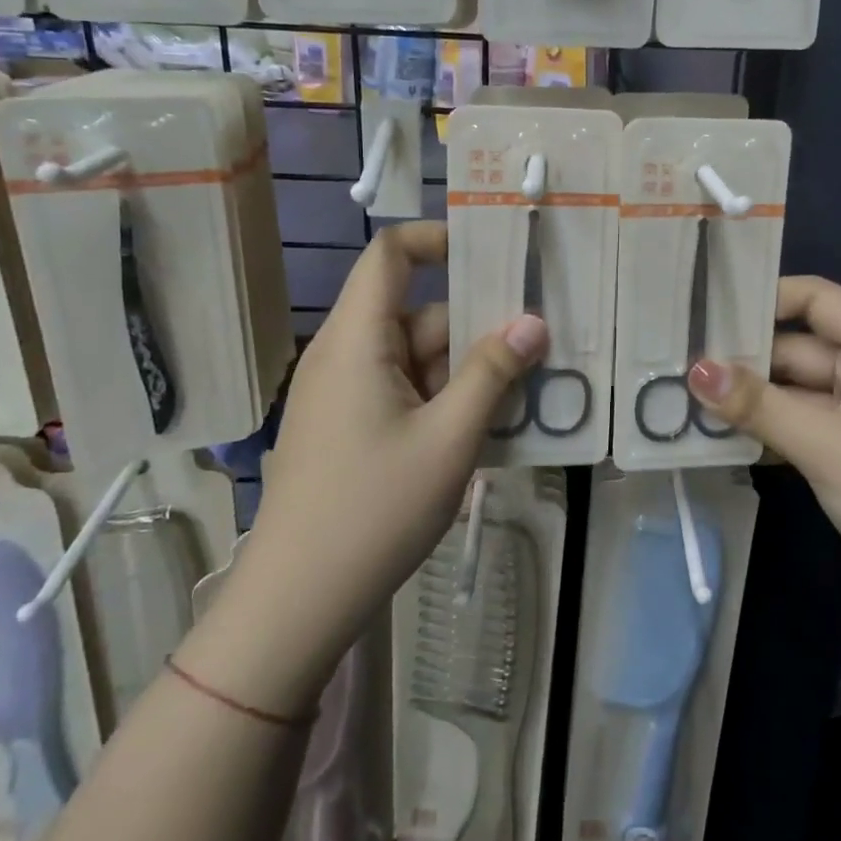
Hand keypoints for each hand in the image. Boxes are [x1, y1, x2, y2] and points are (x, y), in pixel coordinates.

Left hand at [195, 222, 545, 710]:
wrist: (299, 601)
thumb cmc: (375, 509)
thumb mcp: (450, 438)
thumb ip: (494, 373)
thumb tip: (533, 322)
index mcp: (357, 340)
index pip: (391, 255)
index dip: (438, 239)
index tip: (494, 253)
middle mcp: (346, 355)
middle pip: (418, 313)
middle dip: (477, 325)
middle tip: (541, 341)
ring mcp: (345, 395)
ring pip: (417, 358)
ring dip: (467, 370)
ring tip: (528, 391)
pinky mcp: (350, 428)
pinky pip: (405, 392)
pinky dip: (445, 399)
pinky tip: (487, 428)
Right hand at [687, 275, 840, 618]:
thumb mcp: (827, 446)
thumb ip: (759, 405)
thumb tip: (695, 369)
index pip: (816, 298)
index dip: (762, 298)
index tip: (705, 311)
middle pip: (800, 347)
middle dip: (744, 358)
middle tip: (677, 364)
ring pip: (798, 391)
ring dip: (752, 398)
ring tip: (685, 398)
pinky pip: (806, 426)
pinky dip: (771, 430)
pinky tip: (722, 438)